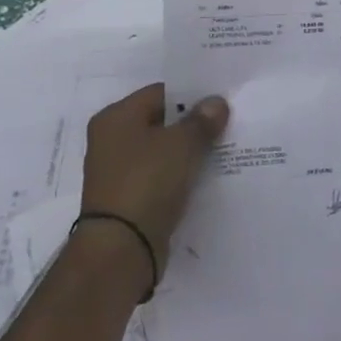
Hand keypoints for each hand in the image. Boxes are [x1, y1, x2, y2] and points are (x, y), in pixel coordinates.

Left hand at [80, 83, 228, 273]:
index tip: (222, 102)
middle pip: (162, 122)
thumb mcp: (182, 144)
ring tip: (224, 150)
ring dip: (189, 152)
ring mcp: (119, 171)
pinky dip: (181, 175)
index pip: (161, 93)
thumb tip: (216, 103)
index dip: (193, 95)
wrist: (122, 248)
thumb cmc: (147, 182)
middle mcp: (112, 140)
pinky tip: (207, 177)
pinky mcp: (130, 198)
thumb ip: (202, 120)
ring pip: (163, 151)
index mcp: (116, 118)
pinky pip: (162, 177)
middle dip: (194, 124)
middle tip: (228, 125)